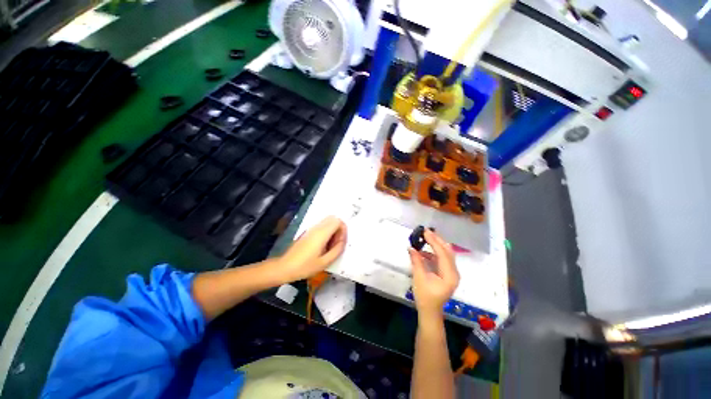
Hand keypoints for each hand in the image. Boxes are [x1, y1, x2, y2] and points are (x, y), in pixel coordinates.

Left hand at [277, 216, 346, 282]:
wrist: (285, 267)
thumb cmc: (305, 267)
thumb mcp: (324, 262)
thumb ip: (337, 250)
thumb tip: (343, 241)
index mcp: (321, 233)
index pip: (338, 221)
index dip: (343, 230)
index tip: (341, 242)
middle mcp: (317, 228)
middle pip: (333, 219)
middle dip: (339, 229)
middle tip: (337, 243)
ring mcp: (311, 229)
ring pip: (327, 222)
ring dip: (333, 231)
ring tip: (330, 246)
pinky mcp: (308, 232)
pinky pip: (321, 227)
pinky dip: (327, 232)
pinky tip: (323, 246)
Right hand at [408, 229, 459, 317]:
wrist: (430, 311)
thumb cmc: (425, 296)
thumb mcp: (419, 278)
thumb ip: (416, 261)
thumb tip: (411, 247)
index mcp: (450, 275)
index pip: (443, 253)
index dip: (434, 241)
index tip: (425, 232)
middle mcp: (454, 272)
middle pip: (447, 251)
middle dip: (437, 240)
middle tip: (426, 231)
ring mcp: (451, 273)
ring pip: (446, 254)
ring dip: (436, 245)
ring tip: (425, 237)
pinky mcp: (447, 273)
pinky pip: (442, 259)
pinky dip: (434, 252)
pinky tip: (425, 251)